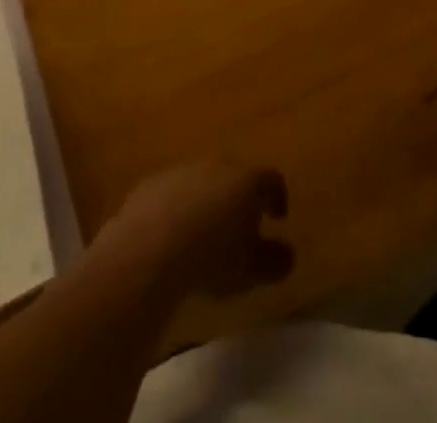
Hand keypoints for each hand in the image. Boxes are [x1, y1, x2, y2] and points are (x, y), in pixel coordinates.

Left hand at [100, 159, 293, 298]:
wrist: (148, 249)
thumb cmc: (210, 258)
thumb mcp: (251, 270)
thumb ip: (275, 261)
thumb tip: (288, 253)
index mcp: (246, 181)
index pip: (271, 180)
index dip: (277, 197)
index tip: (278, 217)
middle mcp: (217, 166)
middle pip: (235, 175)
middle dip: (239, 197)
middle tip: (240, 226)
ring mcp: (182, 170)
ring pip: (201, 182)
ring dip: (206, 201)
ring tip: (202, 234)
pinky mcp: (151, 183)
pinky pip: (172, 193)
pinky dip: (177, 208)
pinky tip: (170, 236)